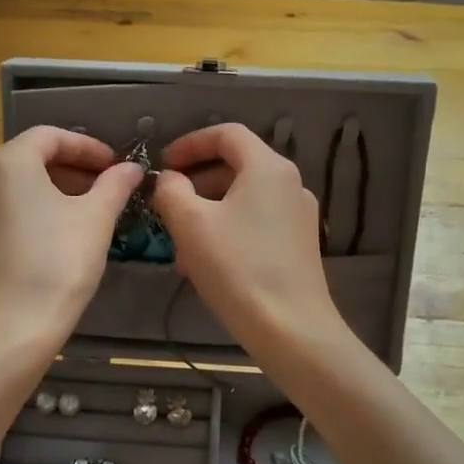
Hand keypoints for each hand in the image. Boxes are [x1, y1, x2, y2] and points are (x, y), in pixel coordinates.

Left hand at [0, 126, 141, 358]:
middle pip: (31, 158)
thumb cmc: (56, 265)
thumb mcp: (96, 219)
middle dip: (72, 169)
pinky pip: (4, 210)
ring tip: (87, 211)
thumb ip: (115, 184)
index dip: (88, 147)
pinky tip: (57, 235)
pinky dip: (33, 210)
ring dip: (54, 189)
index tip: (116, 165)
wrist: (7, 334)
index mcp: (7, 161)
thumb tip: (131, 168)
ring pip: (17, 186)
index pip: (51, 136)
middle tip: (107, 187)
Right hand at [151, 123, 346, 357]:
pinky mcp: (299, 244)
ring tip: (179, 241)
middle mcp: (290, 183)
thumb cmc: (237, 268)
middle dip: (196, 180)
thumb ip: (171, 191)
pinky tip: (204, 262)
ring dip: (208, 209)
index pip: (227, 134)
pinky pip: (256, 221)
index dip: (190, 143)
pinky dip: (227, 228)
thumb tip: (169, 179)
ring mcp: (299, 215)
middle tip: (166, 202)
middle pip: (236, 165)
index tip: (164, 164)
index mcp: (268, 167)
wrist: (291, 329)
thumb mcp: (190, 224)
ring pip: (244, 197)